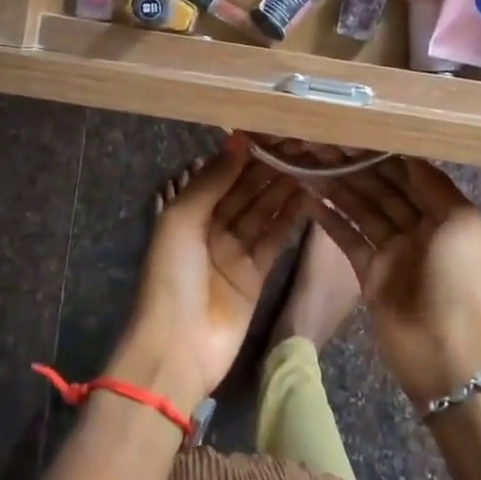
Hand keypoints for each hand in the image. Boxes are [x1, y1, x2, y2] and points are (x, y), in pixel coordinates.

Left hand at [109, 138, 309, 409]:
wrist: (177, 348)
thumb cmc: (171, 277)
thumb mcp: (181, 221)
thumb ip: (211, 181)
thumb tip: (237, 141)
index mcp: (187, 212)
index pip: (220, 175)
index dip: (243, 155)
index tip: (271, 132)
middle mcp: (211, 227)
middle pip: (244, 191)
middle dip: (268, 169)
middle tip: (299, 144)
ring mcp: (234, 251)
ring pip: (262, 211)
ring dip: (282, 189)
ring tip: (309, 163)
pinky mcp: (256, 273)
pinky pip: (274, 238)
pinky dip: (289, 218)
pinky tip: (308, 195)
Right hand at [309, 156, 480, 405]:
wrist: (449, 353)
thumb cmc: (460, 280)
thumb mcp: (462, 223)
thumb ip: (434, 186)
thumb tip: (409, 156)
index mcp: (445, 214)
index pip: (410, 176)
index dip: (385, 155)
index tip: (355, 132)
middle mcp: (418, 228)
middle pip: (383, 191)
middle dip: (357, 168)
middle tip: (324, 144)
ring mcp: (393, 252)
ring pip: (362, 210)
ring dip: (339, 188)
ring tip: (310, 163)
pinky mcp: (369, 274)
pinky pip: (347, 239)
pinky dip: (330, 219)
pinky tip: (309, 198)